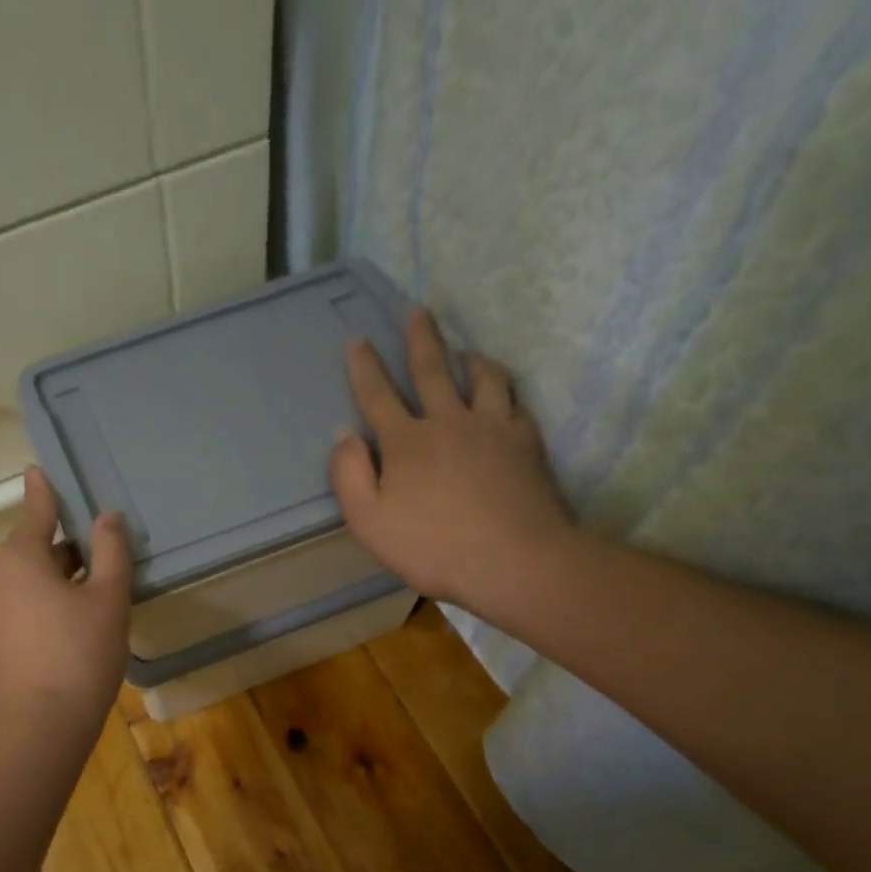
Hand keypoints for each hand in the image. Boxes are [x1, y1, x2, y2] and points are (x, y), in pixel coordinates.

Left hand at [0, 466, 131, 734]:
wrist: (35, 728)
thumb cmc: (78, 653)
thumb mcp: (108, 599)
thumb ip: (111, 552)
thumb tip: (107, 517)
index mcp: (19, 557)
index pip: (37, 511)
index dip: (45, 491)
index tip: (39, 469)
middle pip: (33, 549)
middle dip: (65, 547)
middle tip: (101, 552)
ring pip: (27, 582)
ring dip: (56, 580)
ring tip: (93, 593)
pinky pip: (19, 610)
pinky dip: (43, 606)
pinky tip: (71, 628)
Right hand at [329, 308, 576, 623]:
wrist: (514, 561)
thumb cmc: (432, 547)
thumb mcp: (368, 521)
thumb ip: (348, 475)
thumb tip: (343, 435)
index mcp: (406, 441)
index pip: (377, 395)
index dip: (364, 367)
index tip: (357, 340)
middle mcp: (448, 421)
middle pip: (432, 369)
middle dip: (419, 338)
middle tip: (416, 310)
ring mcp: (493, 427)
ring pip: (482, 377)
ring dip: (469, 357)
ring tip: (465, 349)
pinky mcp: (527, 441)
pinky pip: (515, 401)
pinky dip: (504, 388)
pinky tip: (503, 392)